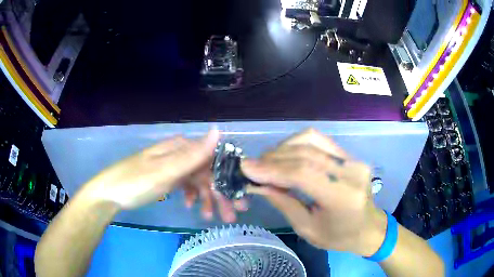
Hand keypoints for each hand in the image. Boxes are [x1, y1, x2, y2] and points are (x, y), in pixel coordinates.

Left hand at [79, 130, 246, 221]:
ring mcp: (172, 166)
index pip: (212, 160)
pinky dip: (192, 196)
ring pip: (197, 181)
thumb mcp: (165, 170)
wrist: (109, 194)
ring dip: (206, 199)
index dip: (228, 178)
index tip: (239, 198)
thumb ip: (193, 154)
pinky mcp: (166, 178)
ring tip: (210, 217)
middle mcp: (178, 153)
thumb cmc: (136, 181)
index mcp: (180, 147)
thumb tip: (218, 129)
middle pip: (206, 172)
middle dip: (220, 194)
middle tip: (231, 215)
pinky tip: (192, 207)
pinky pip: (185, 186)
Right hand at [241, 129, 386, 255]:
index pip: (303, 173)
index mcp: (342, 197)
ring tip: (267, 161)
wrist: (368, 227)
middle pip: (305, 154)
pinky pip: (319, 140)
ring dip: (283, 148)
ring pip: (311, 139)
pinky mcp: (350, 155)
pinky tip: (285, 155)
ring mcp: (352, 159)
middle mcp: (350, 172)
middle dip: (273, 158)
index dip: (271, 168)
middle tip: (252, 166)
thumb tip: (258, 184)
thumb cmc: (339, 237)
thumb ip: (284, 203)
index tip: (246, 168)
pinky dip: (297, 144)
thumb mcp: (308, 229)